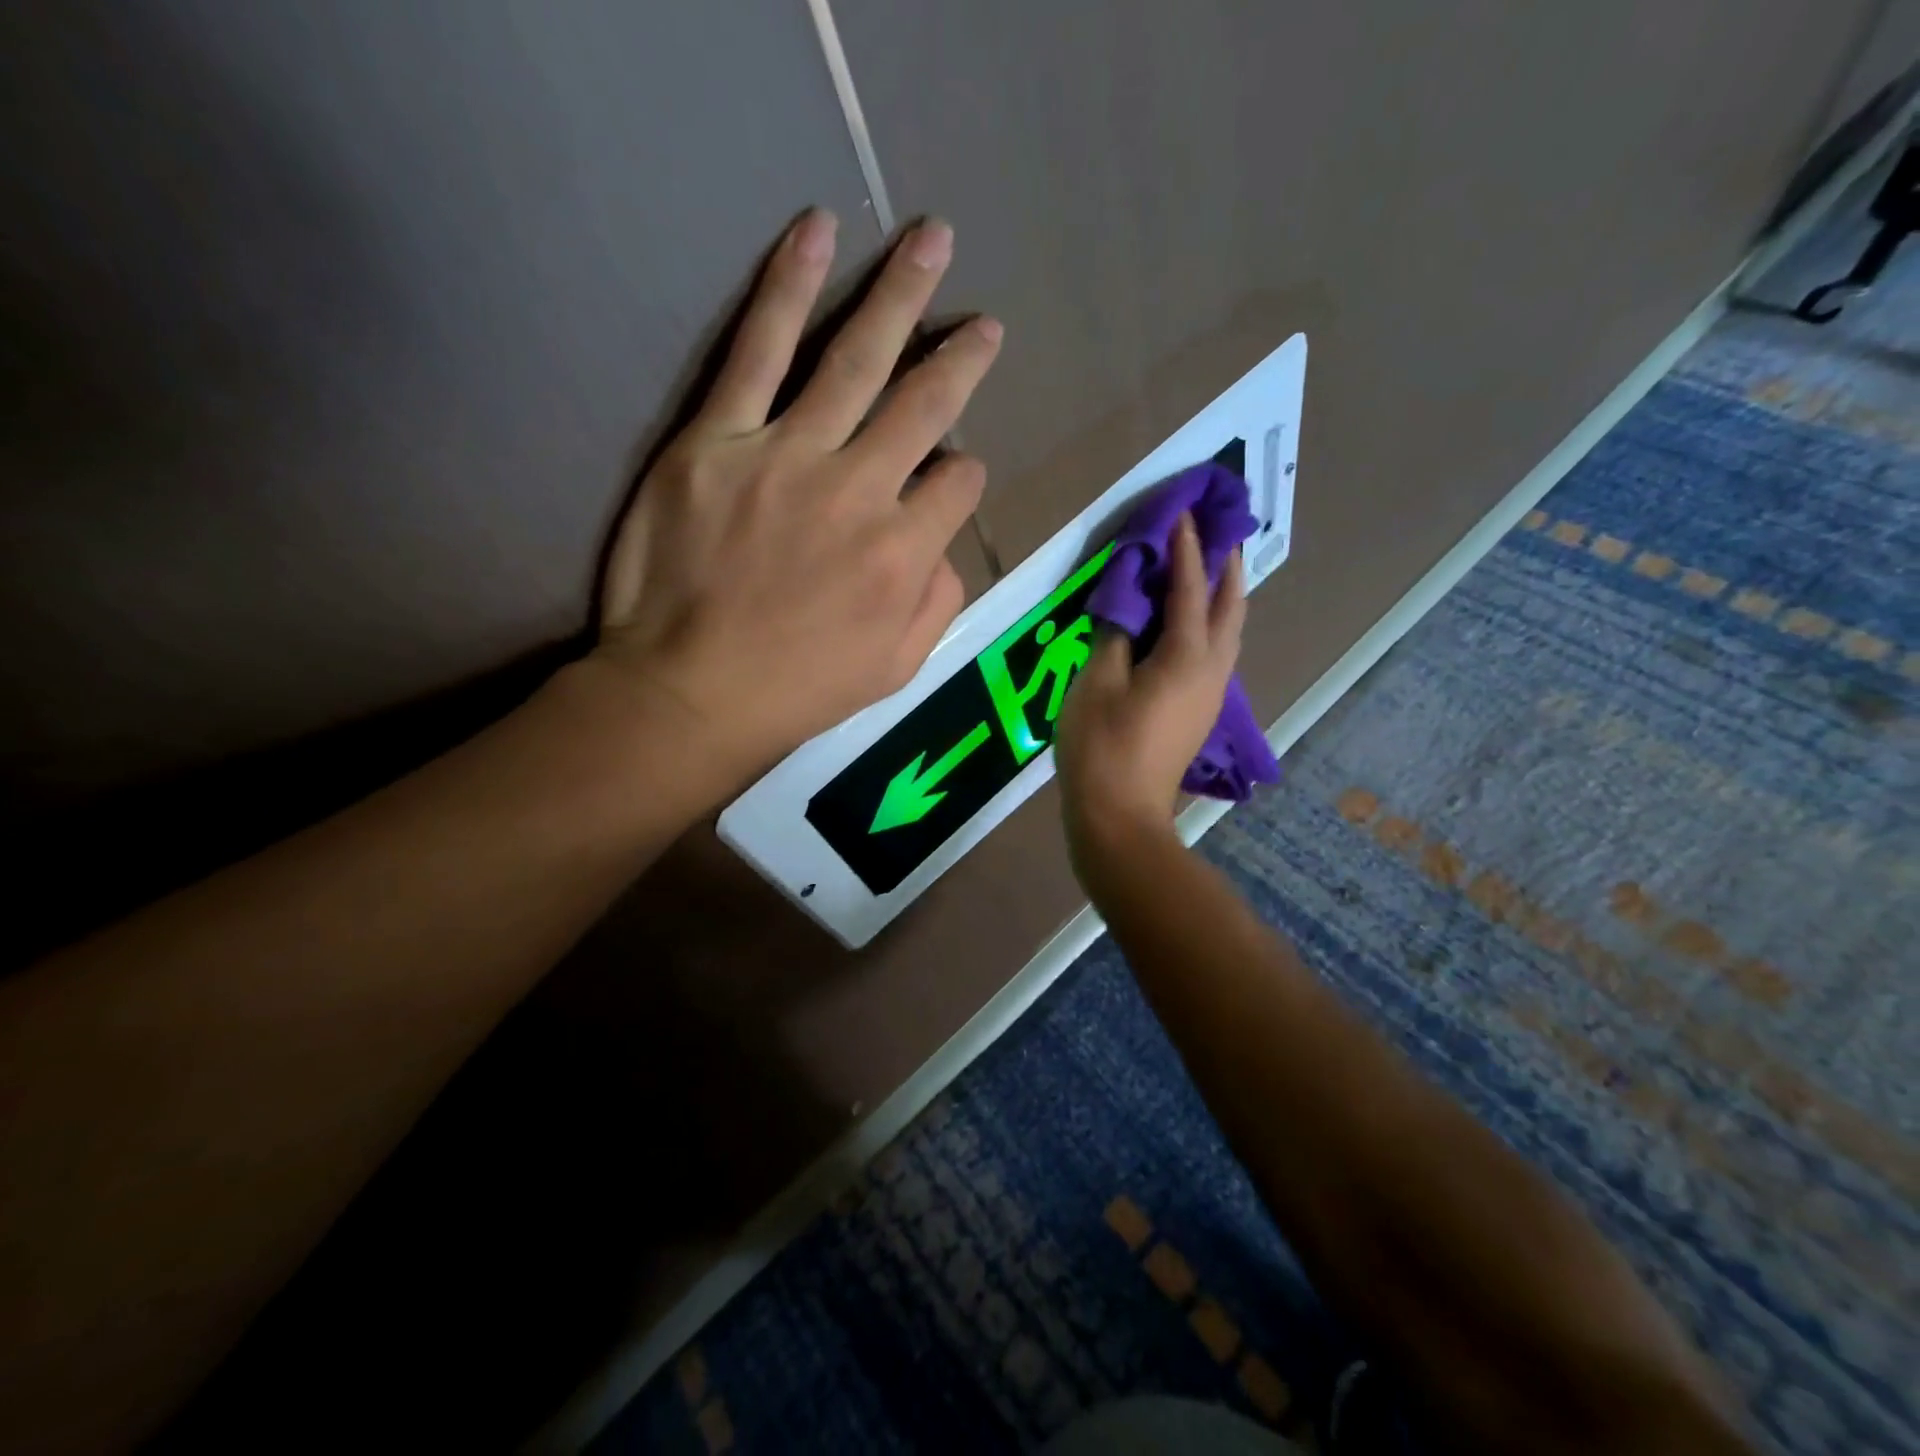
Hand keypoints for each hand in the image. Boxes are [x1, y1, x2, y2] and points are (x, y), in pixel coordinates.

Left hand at [592, 208, 1001, 786]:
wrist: (689, 692)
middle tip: (985, 322)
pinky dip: (787, 288)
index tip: (949, 478)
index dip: (962, 476)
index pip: (958, 484)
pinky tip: (815, 233)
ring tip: (931, 240)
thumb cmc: (797, 689)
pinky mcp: (717, 439)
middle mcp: (859, 490)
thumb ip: (937, 603)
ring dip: (900, 296)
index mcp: (904, 553)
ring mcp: (786, 456)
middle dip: (962, 359)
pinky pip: (757, 350)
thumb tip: (946, 546)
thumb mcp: (896, 670)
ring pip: (856, 359)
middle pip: (925, 404)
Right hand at [1056, 513, 1245, 860]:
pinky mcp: (1200, 711)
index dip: (1185, 547)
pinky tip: (1191, 622)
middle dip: (1225, 563)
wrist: (1120, 816)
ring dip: (1223, 593)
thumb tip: (1127, 600)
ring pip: (1229, 630)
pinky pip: (1216, 651)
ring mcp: (1210, 693)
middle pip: (1229, 605)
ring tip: (1210, 567)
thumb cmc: (1101, 746)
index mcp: (1186, 655)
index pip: (1189, 587)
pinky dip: (1211, 622)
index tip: (1183, 510)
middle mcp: (1211, 668)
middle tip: (1217, 529)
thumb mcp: (1095, 682)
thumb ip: (1114, 632)